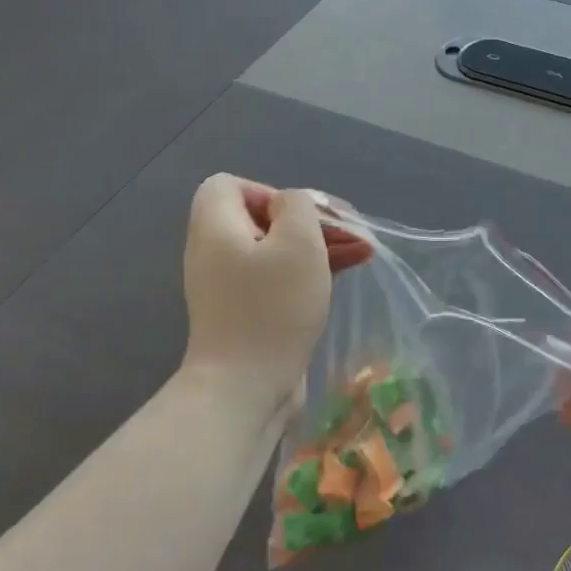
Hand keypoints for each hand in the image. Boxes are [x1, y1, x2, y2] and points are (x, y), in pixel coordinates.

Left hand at [181, 176, 368, 418]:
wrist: (246, 386)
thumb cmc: (273, 307)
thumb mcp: (297, 242)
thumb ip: (298, 207)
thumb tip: (290, 206)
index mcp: (215, 226)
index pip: (230, 185)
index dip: (270, 192)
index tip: (303, 218)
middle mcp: (213, 252)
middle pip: (257, 219)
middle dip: (306, 224)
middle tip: (346, 237)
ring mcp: (226, 287)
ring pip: (271, 252)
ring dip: (313, 251)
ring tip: (357, 257)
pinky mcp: (243, 315)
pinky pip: (273, 282)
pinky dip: (302, 278)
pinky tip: (336, 283)